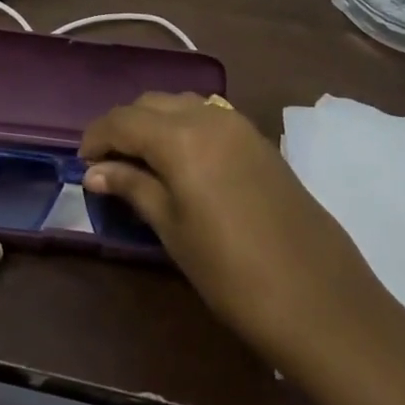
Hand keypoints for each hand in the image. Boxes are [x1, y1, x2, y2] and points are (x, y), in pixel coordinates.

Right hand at [80, 93, 386, 381]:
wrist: (320, 300)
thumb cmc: (232, 273)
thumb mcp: (173, 230)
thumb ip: (134, 188)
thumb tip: (96, 172)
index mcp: (181, 137)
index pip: (123, 120)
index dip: (96, 137)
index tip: (83, 164)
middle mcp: (209, 116)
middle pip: (151, 103)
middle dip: (124, 126)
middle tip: (109, 164)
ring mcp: (239, 125)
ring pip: (181, 104)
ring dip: (155, 123)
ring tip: (142, 162)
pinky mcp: (259, 141)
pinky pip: (209, 116)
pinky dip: (184, 127)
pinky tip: (182, 162)